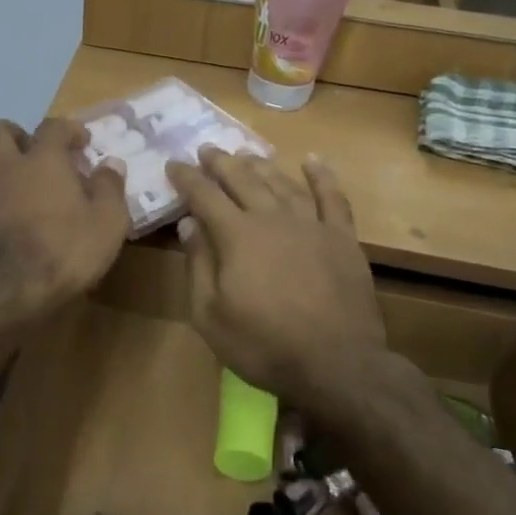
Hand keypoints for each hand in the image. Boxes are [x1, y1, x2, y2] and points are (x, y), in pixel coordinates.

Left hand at [0, 118, 129, 324]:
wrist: (6, 296)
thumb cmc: (64, 254)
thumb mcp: (108, 224)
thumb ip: (110, 188)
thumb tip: (111, 164)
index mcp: (42, 160)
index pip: (53, 126)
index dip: (68, 129)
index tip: (81, 142)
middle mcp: (3, 166)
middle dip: (14, 134)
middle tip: (32, 154)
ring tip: (9, 184)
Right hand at [167, 148, 385, 415]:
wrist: (337, 364)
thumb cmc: (264, 344)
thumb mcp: (210, 315)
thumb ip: (198, 265)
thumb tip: (189, 224)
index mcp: (237, 235)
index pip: (204, 195)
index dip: (186, 178)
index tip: (173, 164)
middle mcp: (272, 218)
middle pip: (243, 179)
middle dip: (221, 162)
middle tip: (207, 149)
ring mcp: (311, 224)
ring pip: (281, 182)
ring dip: (260, 164)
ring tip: (246, 153)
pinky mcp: (342, 237)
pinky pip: (332, 197)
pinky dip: (321, 175)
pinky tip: (311, 160)